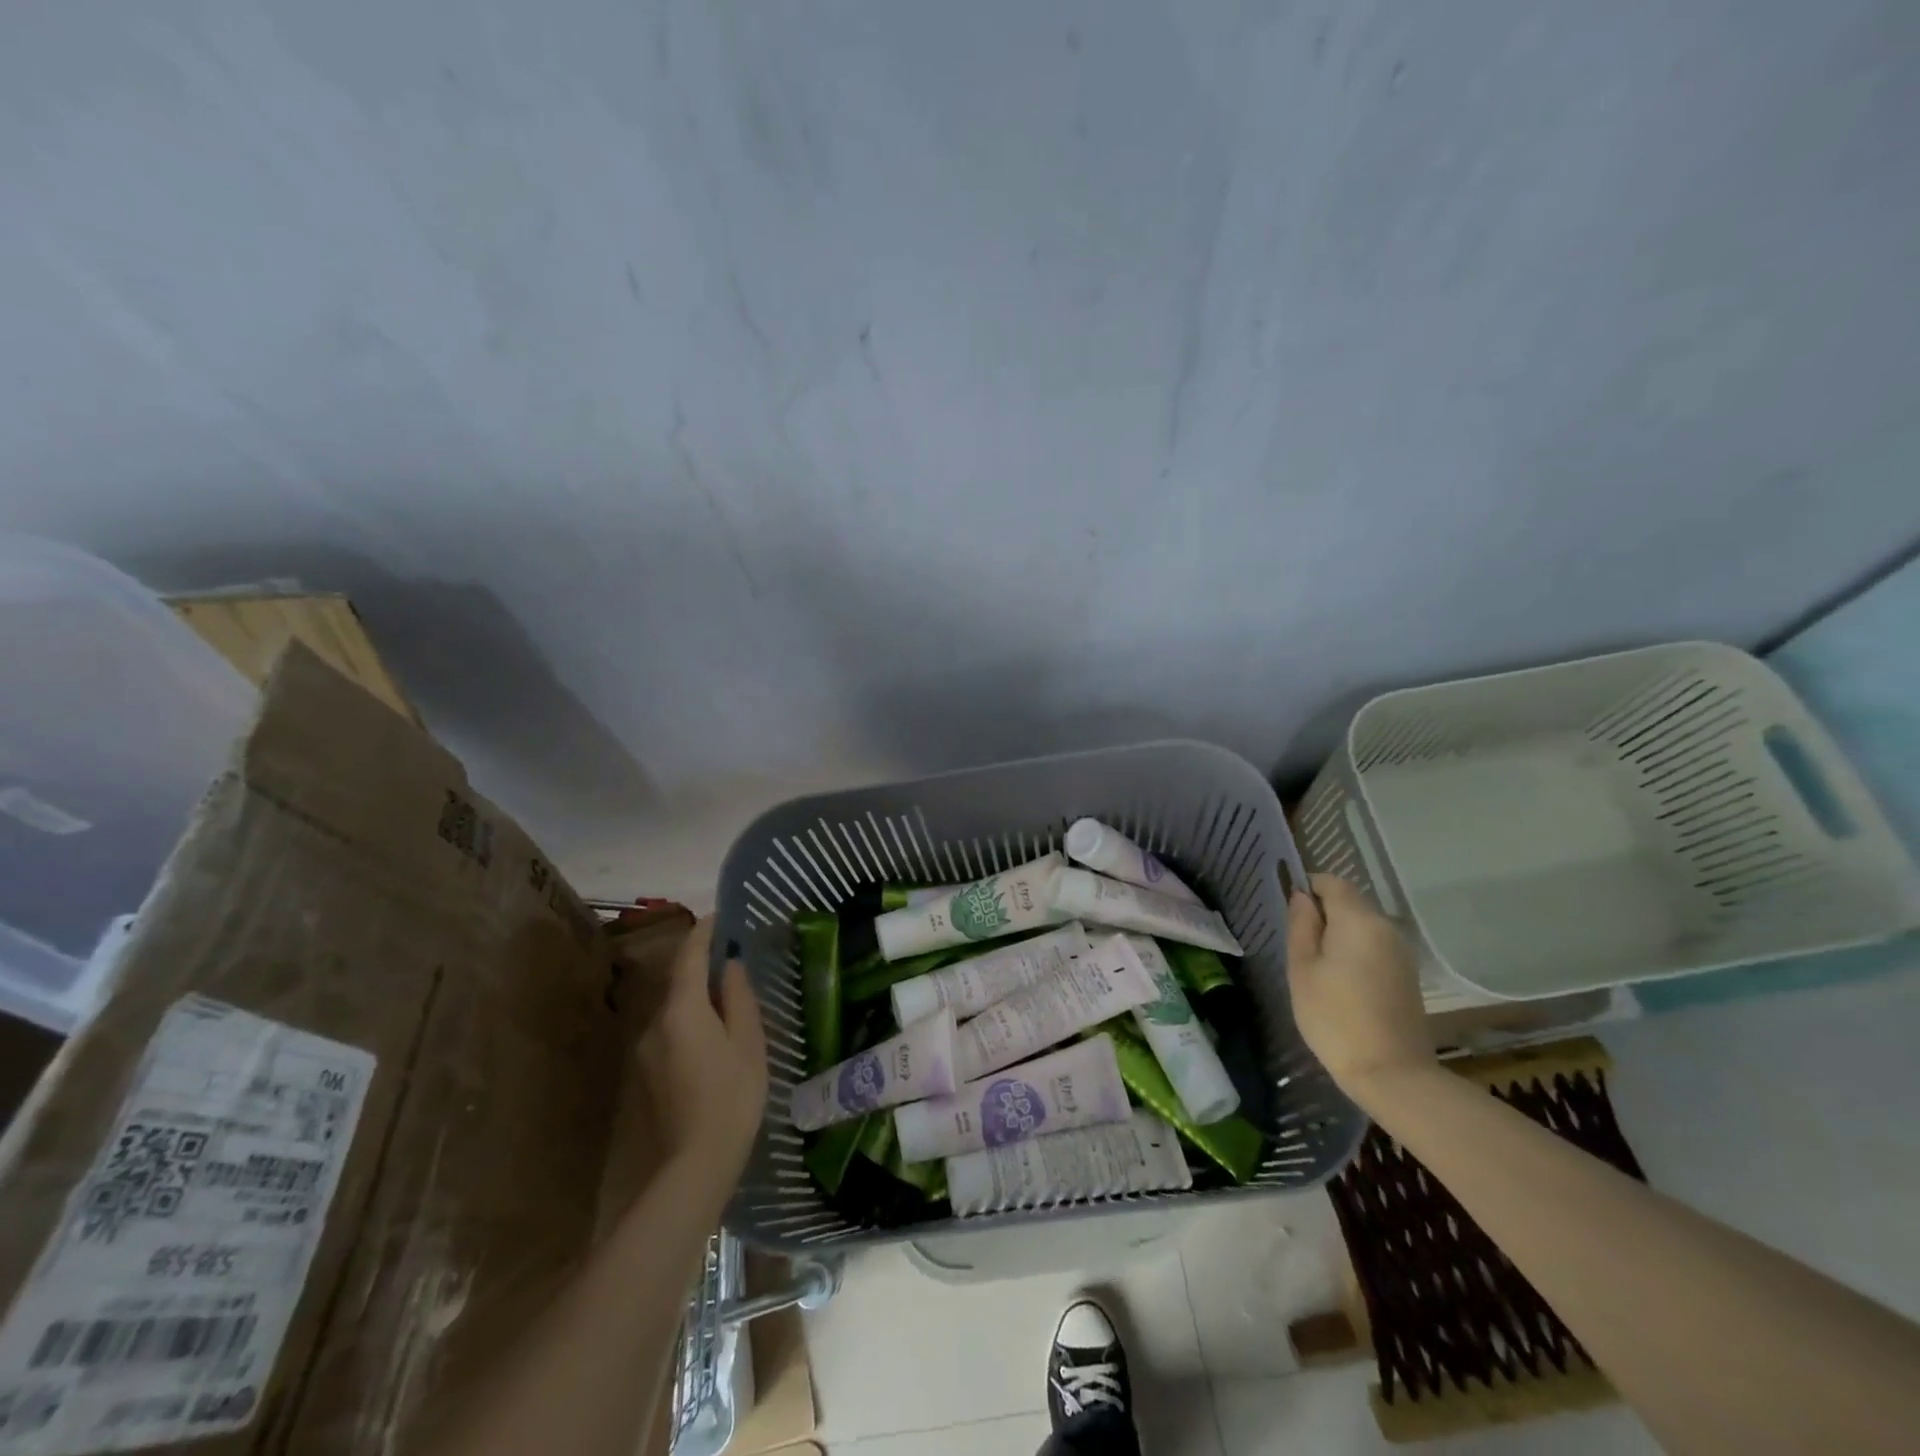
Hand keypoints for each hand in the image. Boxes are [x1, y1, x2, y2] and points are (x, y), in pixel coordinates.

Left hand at [632, 918, 767, 1195]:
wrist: (694, 1164)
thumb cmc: (732, 1096)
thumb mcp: (748, 1042)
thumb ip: (738, 998)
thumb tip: (730, 966)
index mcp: (682, 1009)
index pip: (689, 956)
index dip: (704, 932)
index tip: (720, 916)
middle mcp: (655, 1022)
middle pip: (679, 981)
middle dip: (701, 964)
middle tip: (732, 957)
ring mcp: (646, 1049)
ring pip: (674, 1008)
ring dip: (696, 996)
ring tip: (727, 998)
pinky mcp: (646, 1073)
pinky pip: (670, 1031)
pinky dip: (690, 1021)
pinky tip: (712, 1037)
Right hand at [1286, 875, 1434, 1103]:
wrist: (1391, 1074)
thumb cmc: (1334, 1017)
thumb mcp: (1302, 968)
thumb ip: (1301, 926)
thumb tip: (1301, 897)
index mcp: (1359, 920)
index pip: (1332, 882)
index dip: (1307, 888)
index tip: (1290, 914)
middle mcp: (1386, 928)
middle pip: (1350, 902)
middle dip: (1323, 913)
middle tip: (1298, 946)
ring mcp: (1401, 953)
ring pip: (1362, 926)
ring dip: (1339, 934)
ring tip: (1317, 967)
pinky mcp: (1407, 975)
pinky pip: (1375, 947)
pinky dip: (1355, 952)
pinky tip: (1341, 983)